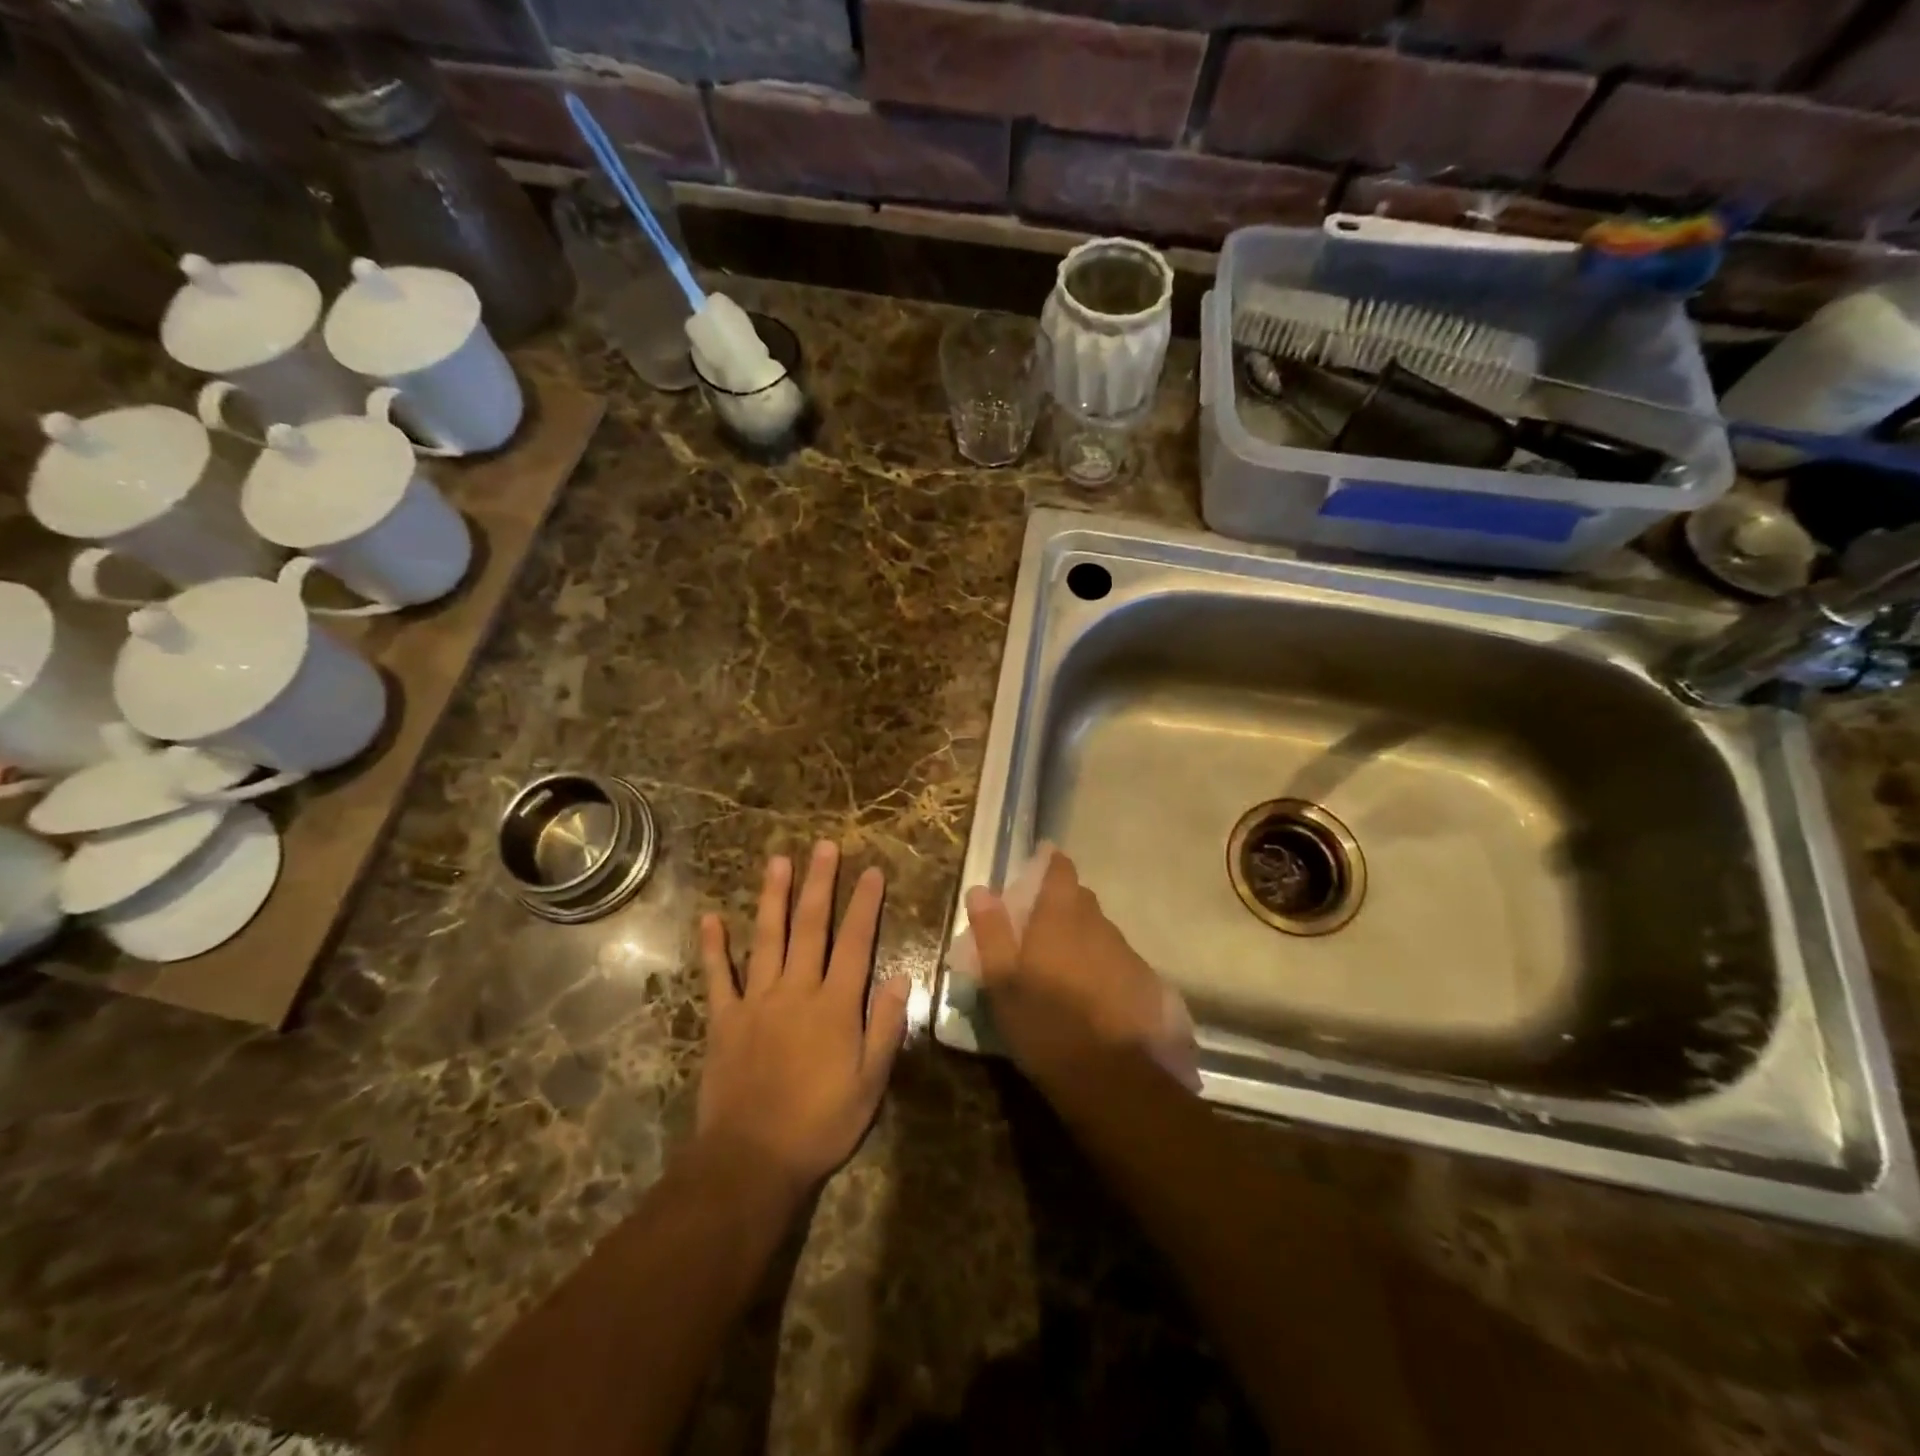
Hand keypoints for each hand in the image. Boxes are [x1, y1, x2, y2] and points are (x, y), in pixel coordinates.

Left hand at [696, 842, 911, 1196]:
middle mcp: (797, 991)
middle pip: (811, 927)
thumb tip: (902, 978)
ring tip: (778, 860)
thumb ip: (885, 1027)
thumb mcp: (870, 1083)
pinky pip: (718, 977)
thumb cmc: (820, 1124)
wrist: (752, 1160)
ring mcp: (757, 1002)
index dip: (865, 905)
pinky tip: (711, 918)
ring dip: (773, 897)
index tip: (871, 871)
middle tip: (824, 847)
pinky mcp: (724, 1020)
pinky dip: (714, 947)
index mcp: (835, 1005)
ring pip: (767, 938)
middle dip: (819, 884)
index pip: (855, 943)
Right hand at [965, 850, 1197, 1090]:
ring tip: (1064, 965)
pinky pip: (1117, 960)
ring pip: (1100, 931)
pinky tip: (1093, 994)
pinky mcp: (1145, 982)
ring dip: (1083, 937)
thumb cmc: (1045, 1024)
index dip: (1051, 864)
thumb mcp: (1003, 982)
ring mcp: (1125, 953)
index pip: (1060, 872)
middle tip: (1040, 925)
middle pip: (1081, 900)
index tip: (1040, 864)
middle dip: (1063, 904)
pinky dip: (1102, 965)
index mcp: (1061, 918)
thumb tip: (980, 890)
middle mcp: (1097, 925)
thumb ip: (992, 933)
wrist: (1113, 1078)